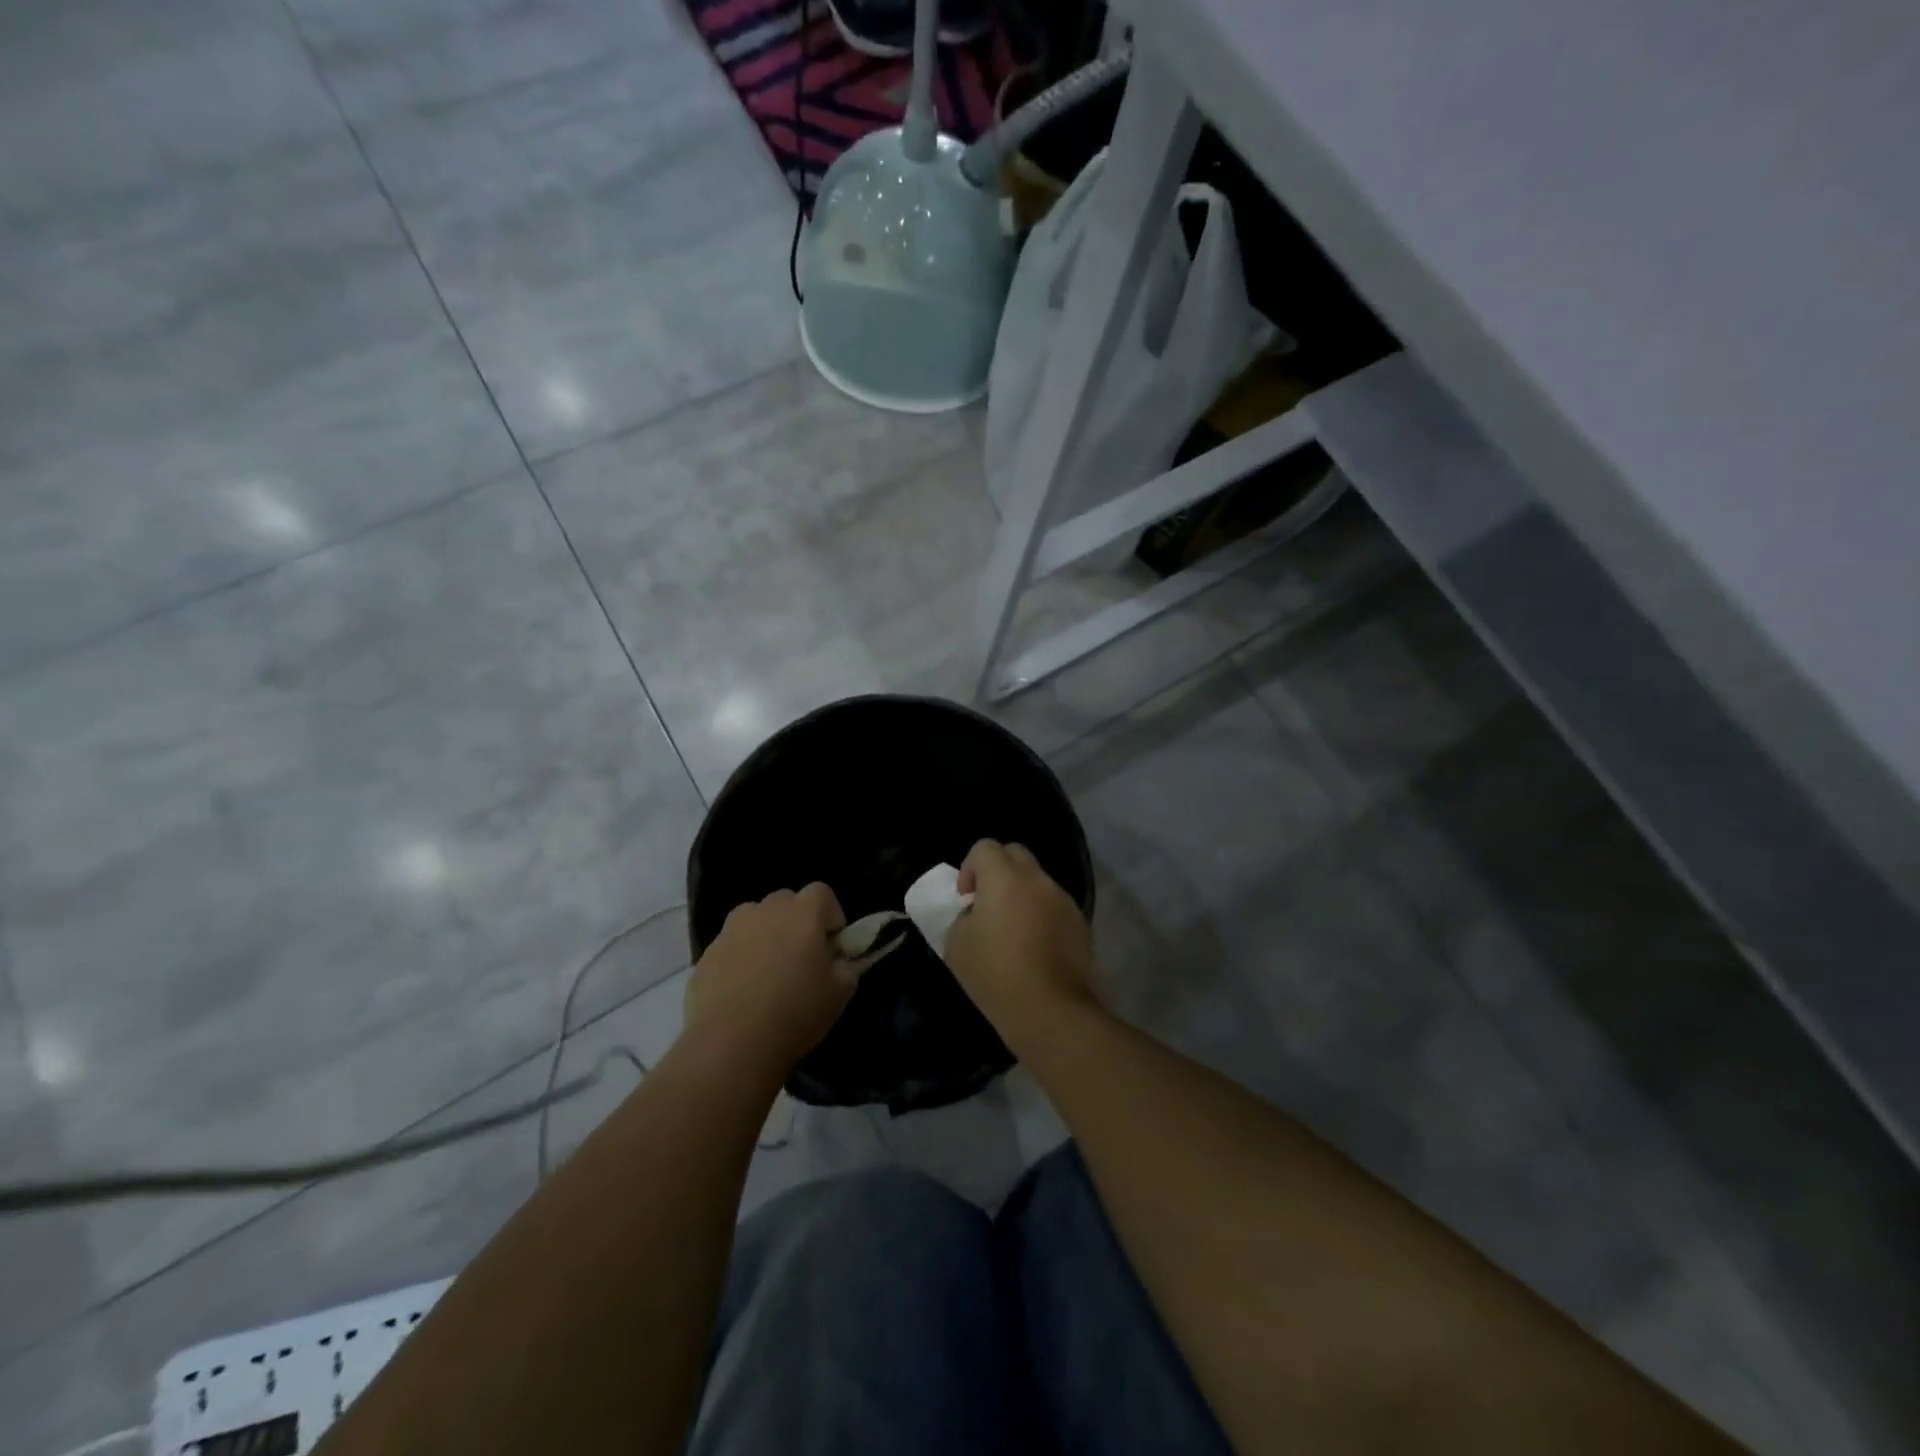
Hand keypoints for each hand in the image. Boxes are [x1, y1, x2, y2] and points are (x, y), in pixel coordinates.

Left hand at [684, 884, 856, 1075]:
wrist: (731, 1044)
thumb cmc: (795, 1013)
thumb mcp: (840, 994)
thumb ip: (846, 967)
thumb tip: (839, 961)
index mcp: (803, 913)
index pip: (822, 893)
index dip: (830, 916)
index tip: (831, 946)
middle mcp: (766, 910)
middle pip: (787, 903)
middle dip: (797, 923)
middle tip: (801, 959)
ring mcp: (732, 929)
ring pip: (755, 920)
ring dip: (765, 936)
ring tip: (768, 974)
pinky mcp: (707, 953)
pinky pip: (732, 946)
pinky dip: (740, 959)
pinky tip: (742, 993)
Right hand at [945, 840, 1095, 1041]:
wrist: (1048, 1010)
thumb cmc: (995, 974)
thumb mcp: (957, 944)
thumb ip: (963, 916)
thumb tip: (977, 912)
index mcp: (1004, 877)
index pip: (984, 847)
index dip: (970, 868)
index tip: (966, 899)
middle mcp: (1037, 879)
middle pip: (1015, 854)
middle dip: (998, 871)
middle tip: (988, 905)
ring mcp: (1063, 900)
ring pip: (1038, 881)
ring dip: (1022, 893)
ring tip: (1014, 930)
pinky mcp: (1080, 922)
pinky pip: (1055, 905)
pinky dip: (1042, 914)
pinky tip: (1036, 947)